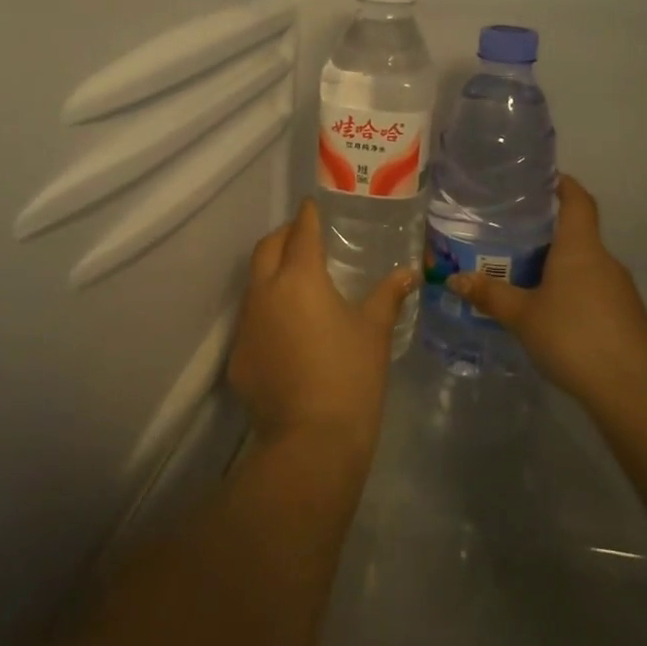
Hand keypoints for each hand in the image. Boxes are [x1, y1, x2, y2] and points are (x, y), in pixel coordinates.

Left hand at [228, 198, 416, 458]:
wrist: (311, 441)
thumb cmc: (351, 375)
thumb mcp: (374, 331)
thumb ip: (389, 295)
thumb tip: (409, 274)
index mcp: (300, 278)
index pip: (301, 231)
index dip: (308, 214)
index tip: (313, 204)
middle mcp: (265, 292)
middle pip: (267, 248)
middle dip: (284, 235)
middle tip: (304, 237)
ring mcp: (246, 325)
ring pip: (254, 283)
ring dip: (271, 272)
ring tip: (297, 281)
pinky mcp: (237, 357)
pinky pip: (251, 320)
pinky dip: (267, 312)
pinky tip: (287, 331)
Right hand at [449, 175, 646, 418]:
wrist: (630, 389)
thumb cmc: (572, 336)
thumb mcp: (522, 316)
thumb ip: (490, 295)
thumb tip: (455, 278)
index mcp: (580, 248)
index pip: (578, 200)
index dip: (564, 185)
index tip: (544, 179)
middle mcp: (604, 260)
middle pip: (578, 234)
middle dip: (549, 234)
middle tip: (513, 239)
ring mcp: (620, 289)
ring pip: (586, 266)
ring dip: (560, 267)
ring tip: (526, 279)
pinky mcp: (627, 316)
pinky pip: (594, 292)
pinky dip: (573, 293)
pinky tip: (553, 315)